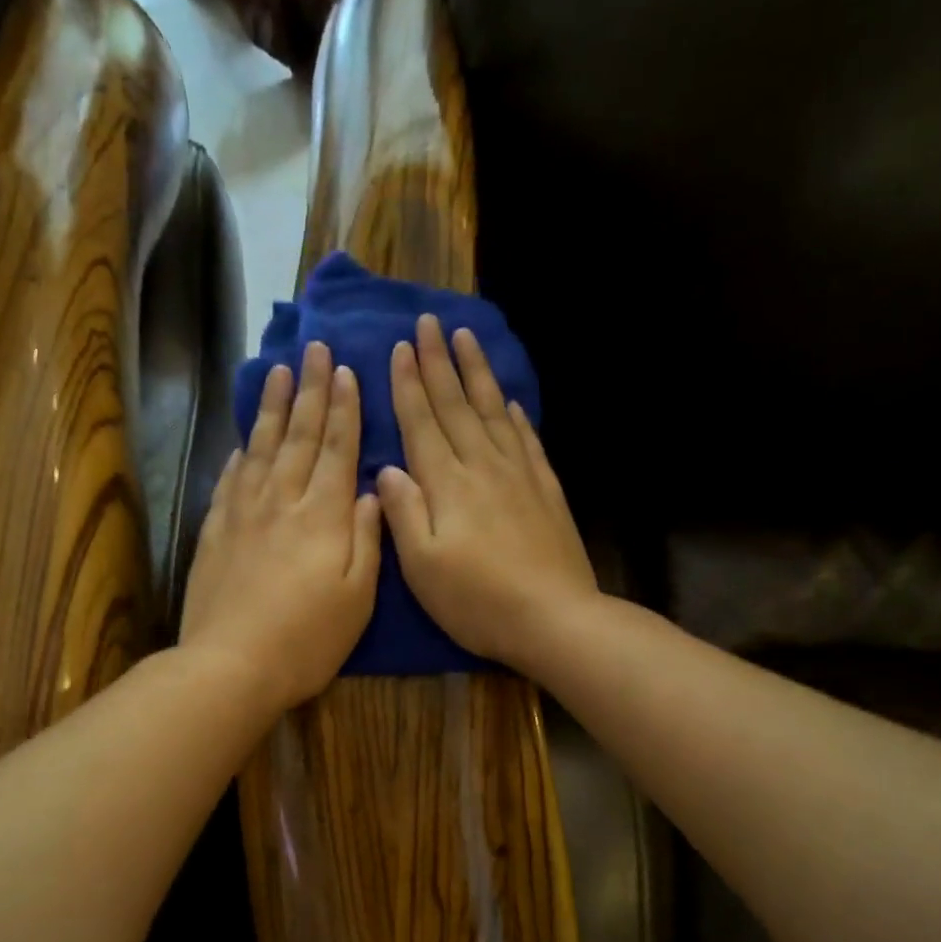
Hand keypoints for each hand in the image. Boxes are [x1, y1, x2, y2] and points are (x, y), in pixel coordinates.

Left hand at [181, 342, 381, 712]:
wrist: (231, 665)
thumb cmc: (307, 640)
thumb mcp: (358, 598)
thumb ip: (367, 540)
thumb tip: (372, 492)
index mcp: (324, 516)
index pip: (338, 449)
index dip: (345, 409)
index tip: (346, 371)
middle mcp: (283, 502)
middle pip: (300, 437)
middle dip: (312, 390)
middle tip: (316, 349)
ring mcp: (243, 514)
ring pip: (262, 448)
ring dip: (274, 408)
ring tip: (281, 371)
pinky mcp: (215, 531)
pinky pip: (230, 479)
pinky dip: (241, 453)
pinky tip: (245, 439)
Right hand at [376, 314, 597, 670]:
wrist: (553, 618)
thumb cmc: (477, 601)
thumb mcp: (422, 568)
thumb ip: (403, 514)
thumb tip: (387, 470)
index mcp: (447, 485)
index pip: (422, 423)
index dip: (409, 385)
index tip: (400, 348)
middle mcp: (482, 468)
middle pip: (457, 406)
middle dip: (439, 363)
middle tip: (429, 323)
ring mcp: (519, 476)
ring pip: (494, 412)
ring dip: (478, 374)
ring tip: (467, 339)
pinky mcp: (546, 491)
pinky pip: (527, 441)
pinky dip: (515, 416)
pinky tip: (510, 403)